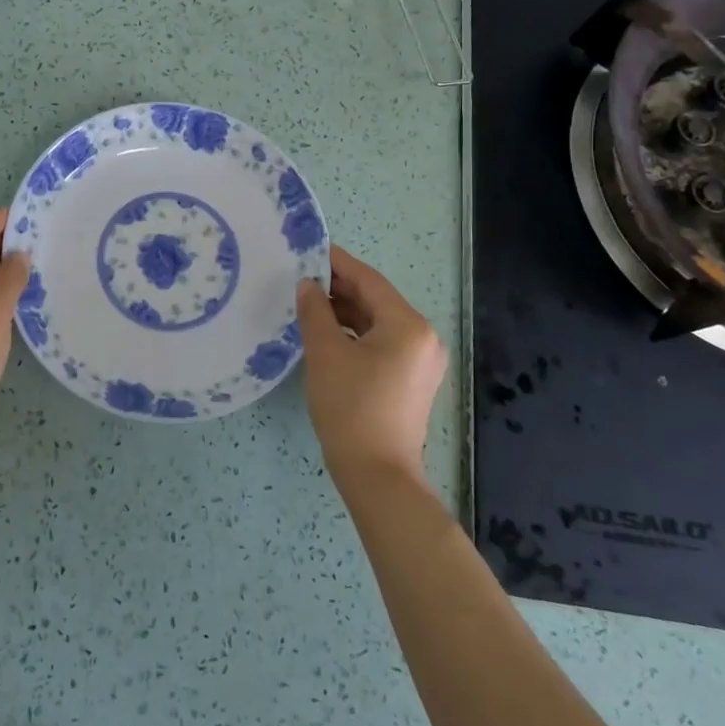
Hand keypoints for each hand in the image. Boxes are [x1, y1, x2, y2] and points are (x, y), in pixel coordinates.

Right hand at [296, 245, 446, 488]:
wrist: (377, 475)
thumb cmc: (350, 408)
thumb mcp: (325, 353)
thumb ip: (314, 311)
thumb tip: (307, 285)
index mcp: (408, 325)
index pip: (368, 280)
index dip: (336, 263)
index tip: (308, 250)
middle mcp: (423, 337)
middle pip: (376, 300)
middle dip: (339, 289)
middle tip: (301, 279)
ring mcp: (422, 361)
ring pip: (378, 323)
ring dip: (345, 313)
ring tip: (308, 306)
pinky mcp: (413, 380)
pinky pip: (383, 343)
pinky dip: (356, 335)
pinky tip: (328, 335)